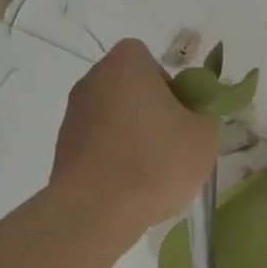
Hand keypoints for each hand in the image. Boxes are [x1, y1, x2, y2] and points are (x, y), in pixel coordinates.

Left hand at [53, 39, 217, 231]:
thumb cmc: (157, 159)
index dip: (167, 84)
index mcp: (125, 65)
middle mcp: (92, 81)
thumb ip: (202, 115)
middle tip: (171, 141)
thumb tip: (188, 117)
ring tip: (150, 171)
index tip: (179, 114)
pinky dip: (112, 159)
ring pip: (112, 117)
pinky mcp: (62, 150)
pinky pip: (97, 145)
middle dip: (149, 110)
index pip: (146, 59)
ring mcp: (72, 116)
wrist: (98, 208)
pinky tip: (128, 186)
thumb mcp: (204, 135)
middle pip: (128, 88)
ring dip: (130, 136)